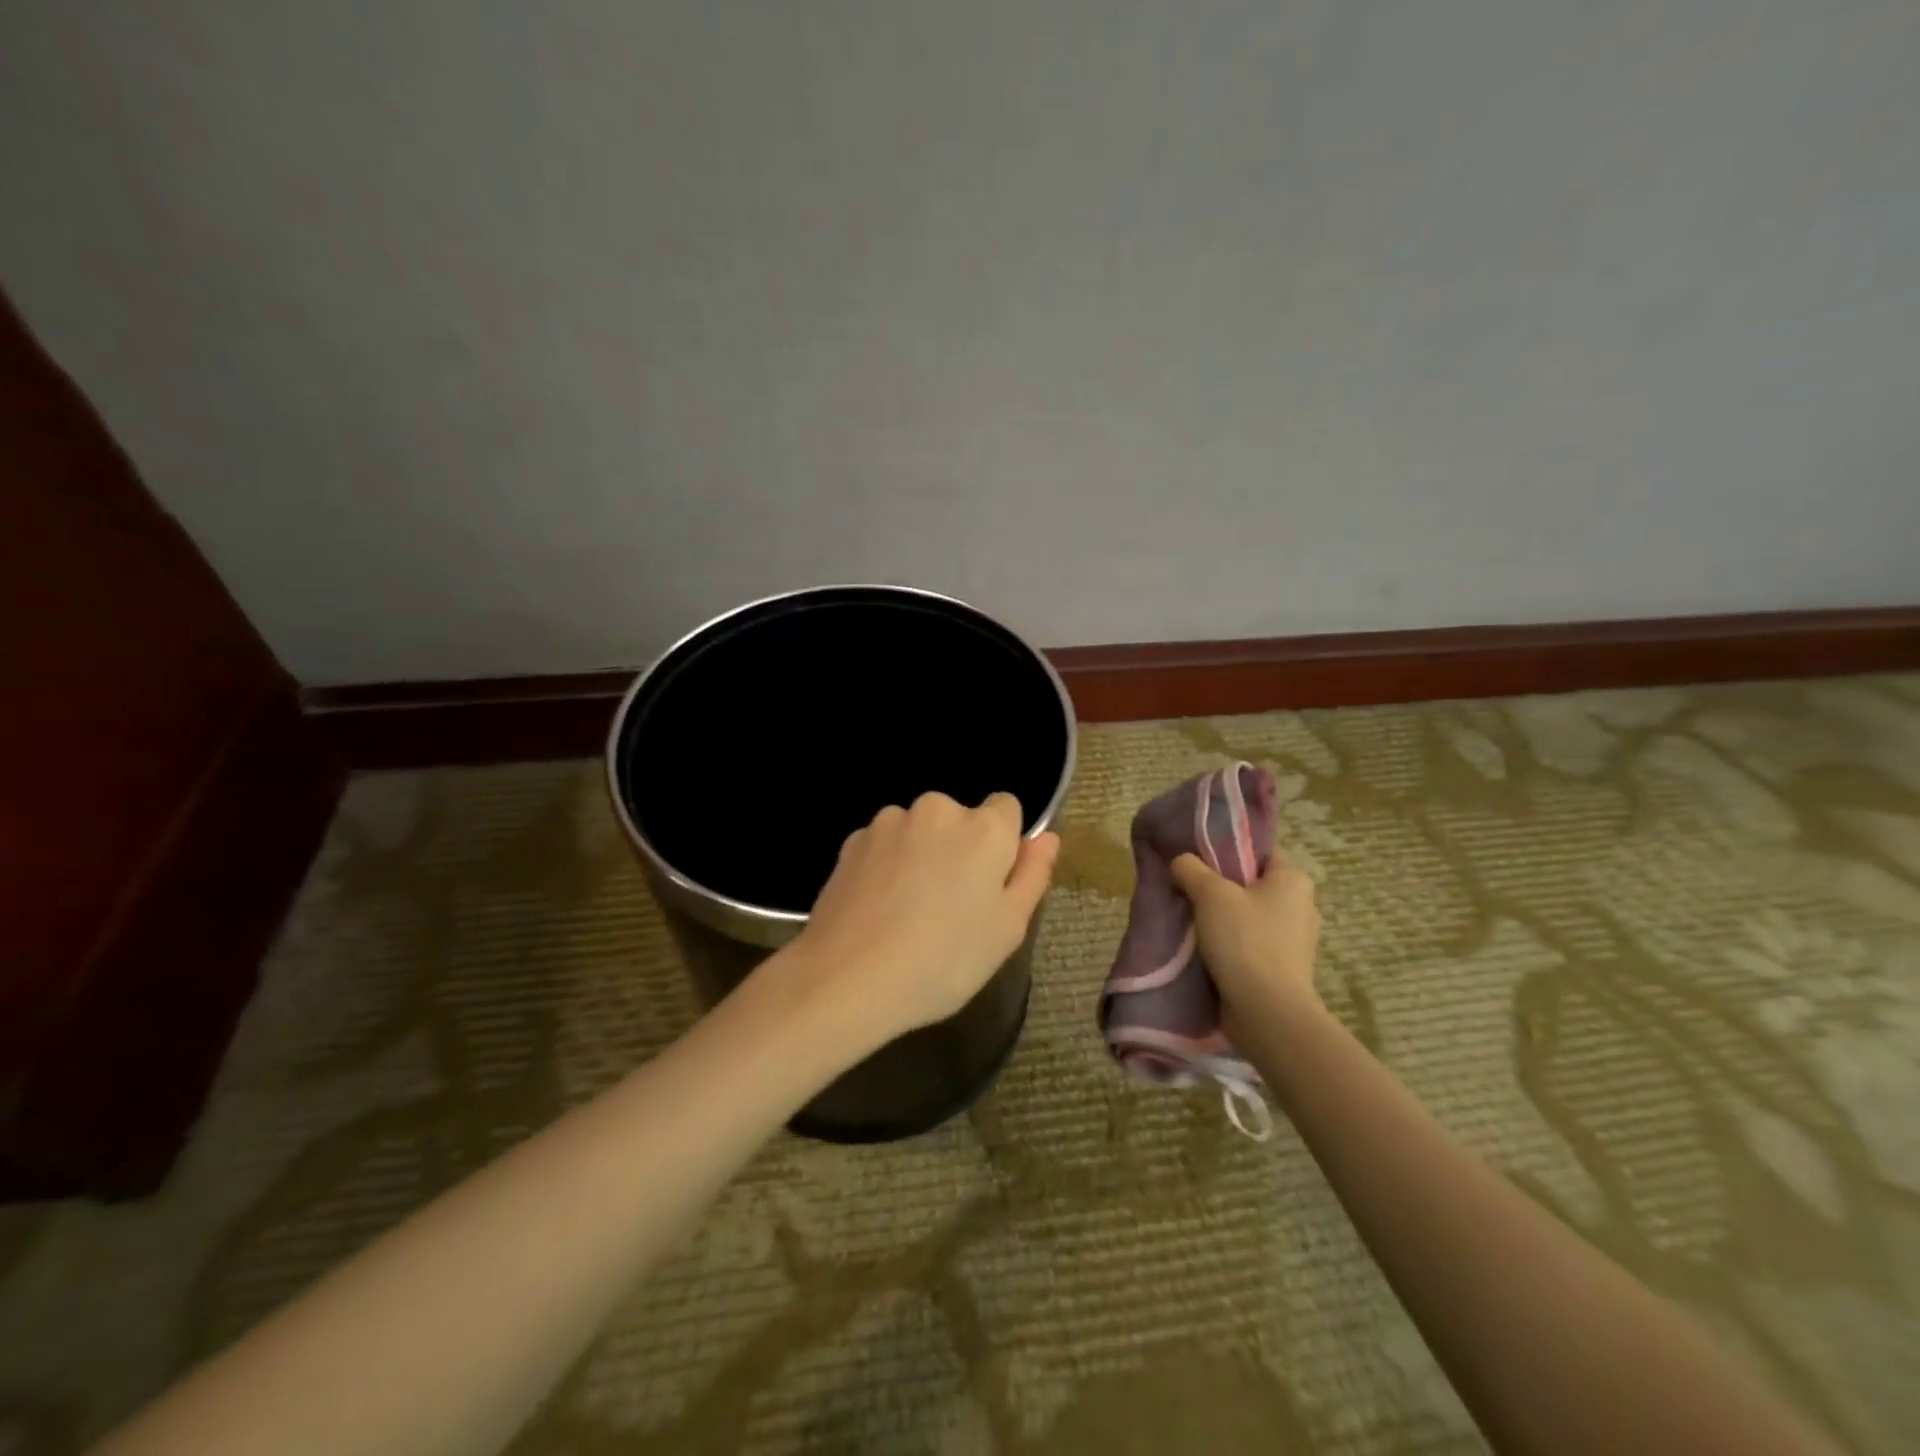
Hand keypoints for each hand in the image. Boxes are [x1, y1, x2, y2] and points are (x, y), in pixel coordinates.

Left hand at [782, 792, 1059, 1048]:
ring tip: (909, 912)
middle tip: (951, 907)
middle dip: (960, 849)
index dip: (1003, 845)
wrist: (847, 979)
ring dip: (922, 855)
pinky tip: (878, 909)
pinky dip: (888, 865)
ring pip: (920, 831)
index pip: (1007, 809)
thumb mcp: (1007, 929)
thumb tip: (1046, 837)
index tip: (990, 885)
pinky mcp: (852, 840)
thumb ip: (1032, 875)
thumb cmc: (944, 961)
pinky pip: (886, 845)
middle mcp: (937, 809)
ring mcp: (890, 821)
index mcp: (984, 828)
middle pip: (961, 820)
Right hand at [1170, 848, 1321, 1021]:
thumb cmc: (1245, 941)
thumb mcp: (1210, 894)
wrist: (1267, 1013)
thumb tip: (1181, 861)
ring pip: (1248, 916)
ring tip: (1188, 920)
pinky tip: (1202, 948)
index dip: (1227, 850)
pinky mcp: (1282, 969)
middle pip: (1251, 884)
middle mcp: (1301, 906)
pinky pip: (1249, 944)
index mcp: (1294, 880)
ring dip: (1220, 918)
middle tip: (1185, 888)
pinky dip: (1228, 944)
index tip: (1196, 858)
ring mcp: (1294, 941)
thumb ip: (1191, 869)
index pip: (1259, 851)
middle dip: (1219, 887)